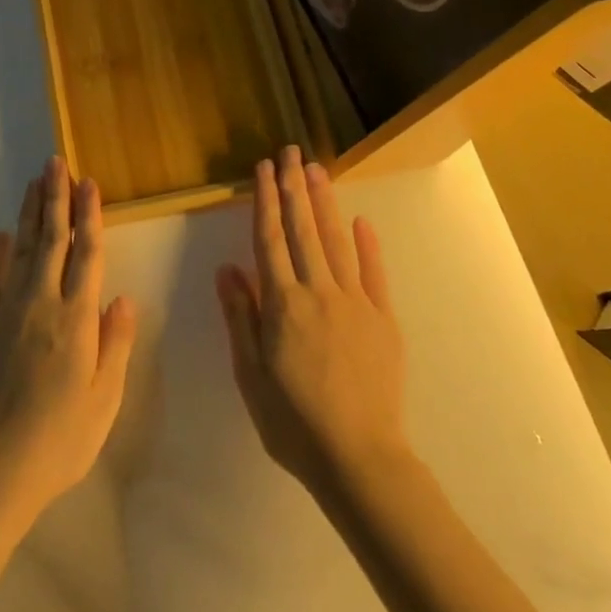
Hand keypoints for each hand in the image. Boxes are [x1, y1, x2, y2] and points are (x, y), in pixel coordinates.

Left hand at [0, 157, 137, 526]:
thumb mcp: (105, 399)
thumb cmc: (60, 438)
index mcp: (77, 318)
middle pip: (52, 239)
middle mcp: (42, 302)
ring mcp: (7, 311)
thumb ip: (115, 344)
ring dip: (29, 214)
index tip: (89, 183)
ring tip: (34, 183)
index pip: (87, 253)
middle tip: (56, 163)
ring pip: (21, 250)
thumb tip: (122, 297)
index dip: (89, 215)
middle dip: (56, 198)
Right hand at [215, 146, 408, 495]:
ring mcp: (355, 303)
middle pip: (303, 229)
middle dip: (294, 187)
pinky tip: (361, 220)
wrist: (360, 459)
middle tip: (291, 152)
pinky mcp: (383, 319)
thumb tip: (228, 268)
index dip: (265, 200)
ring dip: (325, 203)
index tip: (263, 169)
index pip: (269, 239)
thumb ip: (241, 316)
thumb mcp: (251, 374)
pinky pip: (374, 273)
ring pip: (336, 241)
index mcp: (282, 304)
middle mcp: (318, 292)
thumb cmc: (293, 422)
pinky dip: (368, 244)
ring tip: (317, 170)